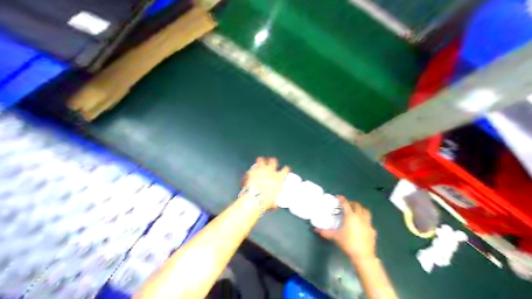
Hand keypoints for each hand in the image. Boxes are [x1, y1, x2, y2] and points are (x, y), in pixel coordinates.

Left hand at [242, 157, 289, 211]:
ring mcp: (260, 170)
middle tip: (272, 162)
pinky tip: (251, 170)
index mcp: (279, 178)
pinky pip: (252, 167)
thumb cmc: (266, 202)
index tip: (285, 169)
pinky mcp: (251, 171)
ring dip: (261, 161)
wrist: (255, 199)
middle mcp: (271, 171)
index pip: (286, 169)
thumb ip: (275, 200)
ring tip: (260, 161)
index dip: (286, 168)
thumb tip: (274, 204)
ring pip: (262, 160)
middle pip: (274, 161)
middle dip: (273, 161)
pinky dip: (252, 169)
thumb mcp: (274, 202)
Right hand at [314, 195, 377, 260]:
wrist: (363, 255)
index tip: (338, 197)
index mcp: (350, 216)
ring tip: (356, 211)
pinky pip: (369, 221)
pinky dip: (365, 219)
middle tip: (346, 205)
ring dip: (360, 209)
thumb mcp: (335, 237)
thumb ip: (325, 232)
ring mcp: (368, 223)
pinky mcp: (372, 230)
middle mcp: (360, 217)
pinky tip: (362, 224)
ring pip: (366, 211)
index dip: (342, 199)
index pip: (346, 204)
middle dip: (352, 203)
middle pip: (357, 205)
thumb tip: (315, 229)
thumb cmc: (348, 243)